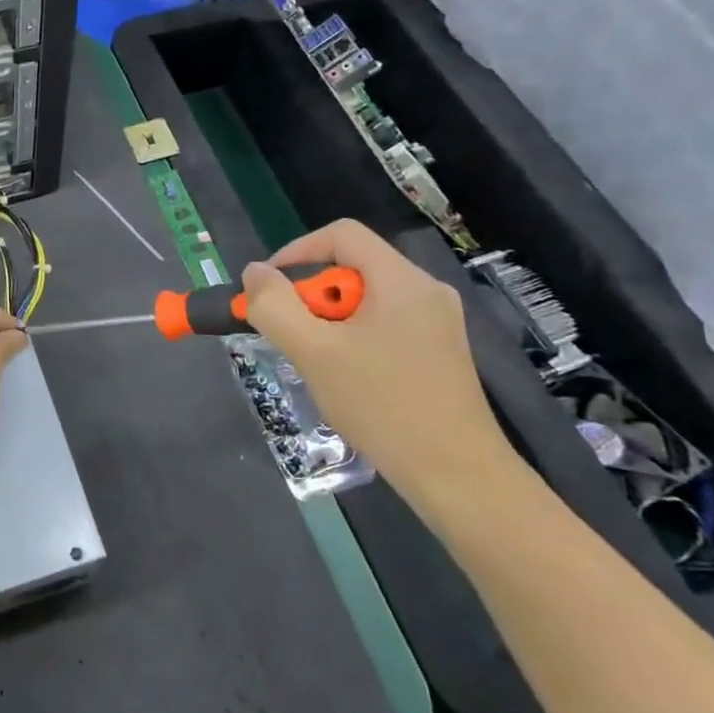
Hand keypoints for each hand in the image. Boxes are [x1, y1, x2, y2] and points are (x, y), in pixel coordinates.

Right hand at [241, 220, 518, 509]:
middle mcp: (425, 291)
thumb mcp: (313, 352)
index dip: (297, 251)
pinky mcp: (441, 351)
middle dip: (313, 296)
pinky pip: (384, 323)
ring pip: (366, 299)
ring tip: (318, 361)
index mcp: (401, 281)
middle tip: (296, 336)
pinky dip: (354, 337)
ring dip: (331, 321)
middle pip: (353, 268)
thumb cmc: (383, 406)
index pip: (341, 235)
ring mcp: (438, 322)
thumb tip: (254, 273)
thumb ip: (274, 306)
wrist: (459, 478)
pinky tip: (348, 378)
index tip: (271, 289)